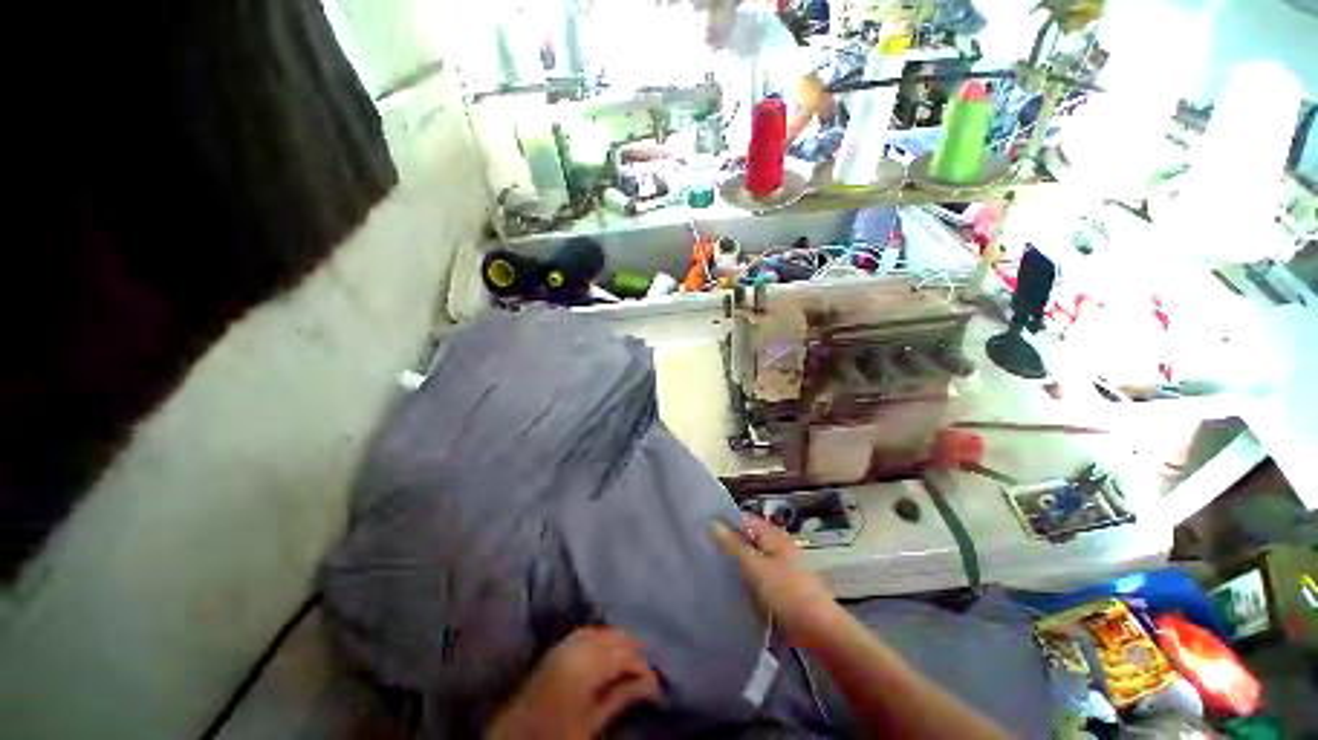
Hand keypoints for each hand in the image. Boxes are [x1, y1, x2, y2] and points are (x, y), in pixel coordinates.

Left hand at [488, 626, 659, 739]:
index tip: (655, 684)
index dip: (643, 667)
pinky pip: (588, 632)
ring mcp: (566, 642)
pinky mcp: (559, 646)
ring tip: (630, 666)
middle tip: (645, 675)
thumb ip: (620, 697)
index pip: (626, 654)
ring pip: (604, 631)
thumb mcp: (592, 722)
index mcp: (587, 664)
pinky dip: (602, 639)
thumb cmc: (555, 734)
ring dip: (619, 644)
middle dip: (633, 652)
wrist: (514, 736)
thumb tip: (650, 684)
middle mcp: (578, 645)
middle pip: (617, 636)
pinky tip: (607, 655)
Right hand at [712, 515, 841, 648]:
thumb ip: (734, 545)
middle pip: (748, 538)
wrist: (819, 631)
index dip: (726, 519)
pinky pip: (757, 576)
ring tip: (710, 563)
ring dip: (735, 560)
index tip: (703, 525)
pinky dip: (744, 576)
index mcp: (774, 536)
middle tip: (703, 545)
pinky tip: (729, 583)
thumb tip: (713, 523)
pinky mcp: (780, 588)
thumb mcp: (756, 566)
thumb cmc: (787, 592)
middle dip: (728, 540)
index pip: (745, 519)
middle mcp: (777, 547)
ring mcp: (780, 568)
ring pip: (752, 557)